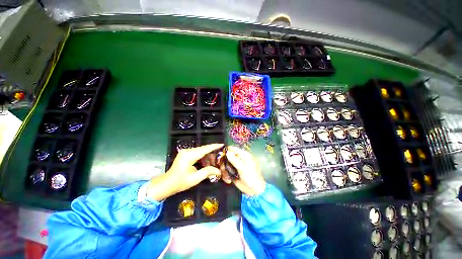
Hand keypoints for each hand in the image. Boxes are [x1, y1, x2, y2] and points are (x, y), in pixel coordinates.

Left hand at [146, 144, 223, 200]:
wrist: (166, 184)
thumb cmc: (180, 182)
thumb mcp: (195, 178)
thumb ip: (208, 172)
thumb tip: (219, 171)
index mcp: (189, 155)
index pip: (205, 149)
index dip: (214, 146)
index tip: (222, 144)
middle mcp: (188, 151)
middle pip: (203, 149)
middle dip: (213, 152)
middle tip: (221, 157)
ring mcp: (186, 152)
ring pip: (201, 151)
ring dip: (208, 155)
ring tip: (215, 161)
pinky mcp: (185, 154)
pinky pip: (197, 153)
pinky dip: (203, 157)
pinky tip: (207, 162)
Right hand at [223, 146, 265, 195]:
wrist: (254, 190)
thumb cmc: (251, 177)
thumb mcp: (242, 168)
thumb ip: (234, 160)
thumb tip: (227, 152)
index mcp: (244, 155)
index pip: (234, 149)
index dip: (226, 150)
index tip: (219, 154)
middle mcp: (239, 159)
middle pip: (227, 156)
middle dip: (223, 162)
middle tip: (222, 168)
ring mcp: (235, 165)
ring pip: (225, 164)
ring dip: (224, 170)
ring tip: (226, 176)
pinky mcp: (233, 172)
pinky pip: (226, 170)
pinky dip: (225, 175)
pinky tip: (228, 180)